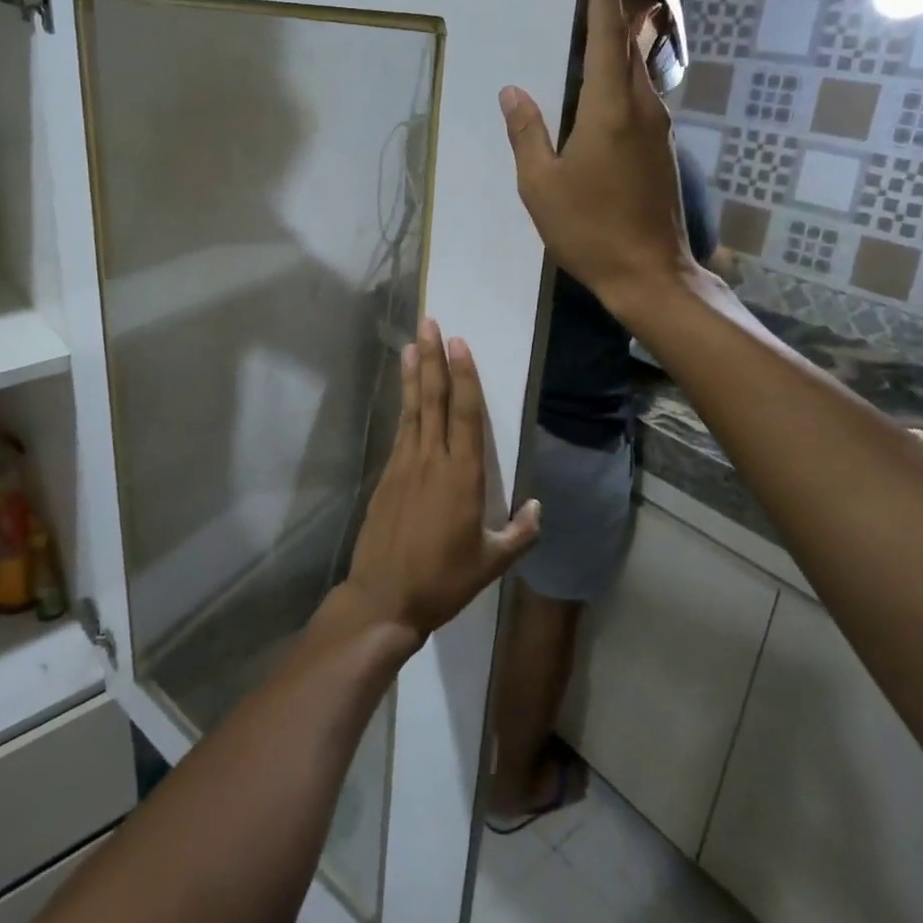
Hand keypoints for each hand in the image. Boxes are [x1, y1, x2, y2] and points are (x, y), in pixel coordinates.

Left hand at [341, 321, 540, 642]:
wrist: (384, 598)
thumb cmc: (444, 580)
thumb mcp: (492, 562)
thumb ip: (521, 532)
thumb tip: (538, 507)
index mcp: (462, 476)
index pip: (466, 413)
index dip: (464, 375)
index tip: (458, 342)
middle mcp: (431, 460)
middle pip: (433, 399)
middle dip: (432, 359)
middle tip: (429, 323)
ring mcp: (404, 465)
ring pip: (412, 410)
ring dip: (413, 375)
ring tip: (411, 344)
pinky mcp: (386, 476)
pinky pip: (400, 431)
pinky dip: (404, 407)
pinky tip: (405, 395)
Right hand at [499, 0, 703, 314]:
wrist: (650, 272)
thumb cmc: (588, 229)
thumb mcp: (541, 185)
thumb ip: (527, 133)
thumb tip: (513, 91)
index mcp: (608, 110)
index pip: (606, 40)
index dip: (602, 1)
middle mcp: (641, 109)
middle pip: (630, 49)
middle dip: (615, 17)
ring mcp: (658, 131)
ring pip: (640, 74)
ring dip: (622, 49)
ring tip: (601, 34)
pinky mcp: (663, 152)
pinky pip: (642, 100)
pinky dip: (625, 81)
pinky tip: (608, 92)